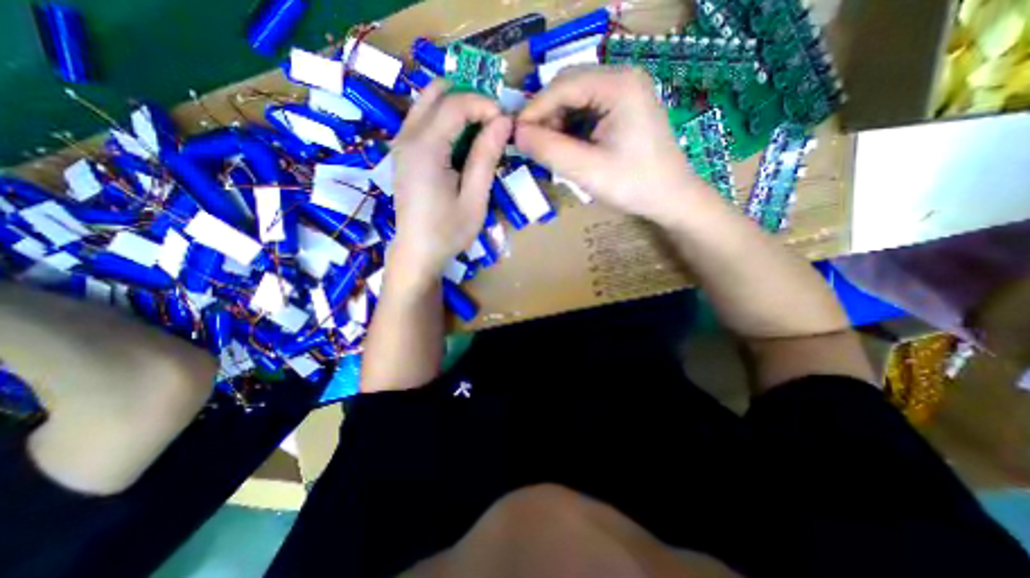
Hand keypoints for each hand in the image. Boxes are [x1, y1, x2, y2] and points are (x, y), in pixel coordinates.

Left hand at [392, 78, 509, 283]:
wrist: (417, 252)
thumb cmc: (448, 232)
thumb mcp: (474, 199)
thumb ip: (486, 157)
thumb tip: (503, 122)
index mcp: (426, 149)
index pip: (455, 104)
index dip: (484, 105)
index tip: (505, 123)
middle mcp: (407, 137)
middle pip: (436, 92)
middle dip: (469, 98)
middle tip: (492, 123)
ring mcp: (401, 144)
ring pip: (427, 103)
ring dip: (457, 108)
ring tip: (481, 133)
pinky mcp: (403, 153)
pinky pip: (423, 120)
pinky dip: (445, 121)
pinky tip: (461, 144)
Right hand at [515, 64, 718, 225]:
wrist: (670, 198)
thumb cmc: (633, 185)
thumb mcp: (586, 170)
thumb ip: (549, 150)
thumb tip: (516, 134)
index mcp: (618, 85)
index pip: (563, 85)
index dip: (534, 110)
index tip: (515, 136)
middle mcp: (622, 78)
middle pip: (569, 87)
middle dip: (546, 116)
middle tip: (533, 146)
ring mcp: (625, 92)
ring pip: (575, 99)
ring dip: (557, 123)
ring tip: (551, 151)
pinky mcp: (623, 108)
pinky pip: (587, 110)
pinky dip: (571, 128)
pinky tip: (568, 148)